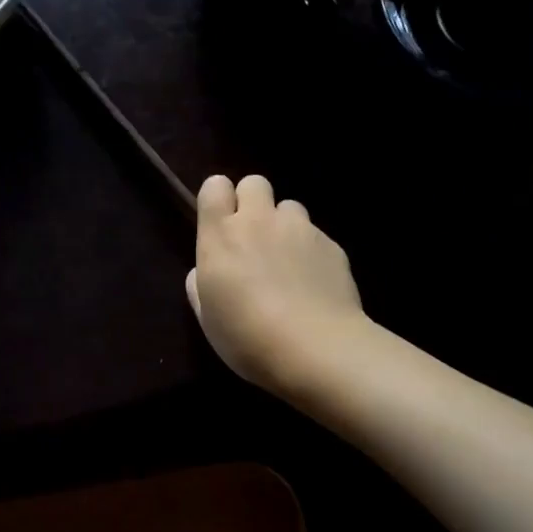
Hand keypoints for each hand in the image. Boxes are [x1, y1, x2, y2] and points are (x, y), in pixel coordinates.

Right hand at [186, 173, 367, 395]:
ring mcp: (300, 229)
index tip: (220, 224)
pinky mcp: (332, 245)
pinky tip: (314, 285)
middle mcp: (260, 221)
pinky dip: (311, 252)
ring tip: (288, 263)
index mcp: (221, 236)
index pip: (214, 186)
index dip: (218, 200)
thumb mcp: (208, 318)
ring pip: (290, 207)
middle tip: (253, 238)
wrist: (317, 348)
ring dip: (284, 226)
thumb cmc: (248, 338)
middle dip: (252, 202)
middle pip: (254, 183)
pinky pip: (316, 236)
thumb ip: (201, 285)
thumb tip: (204, 271)